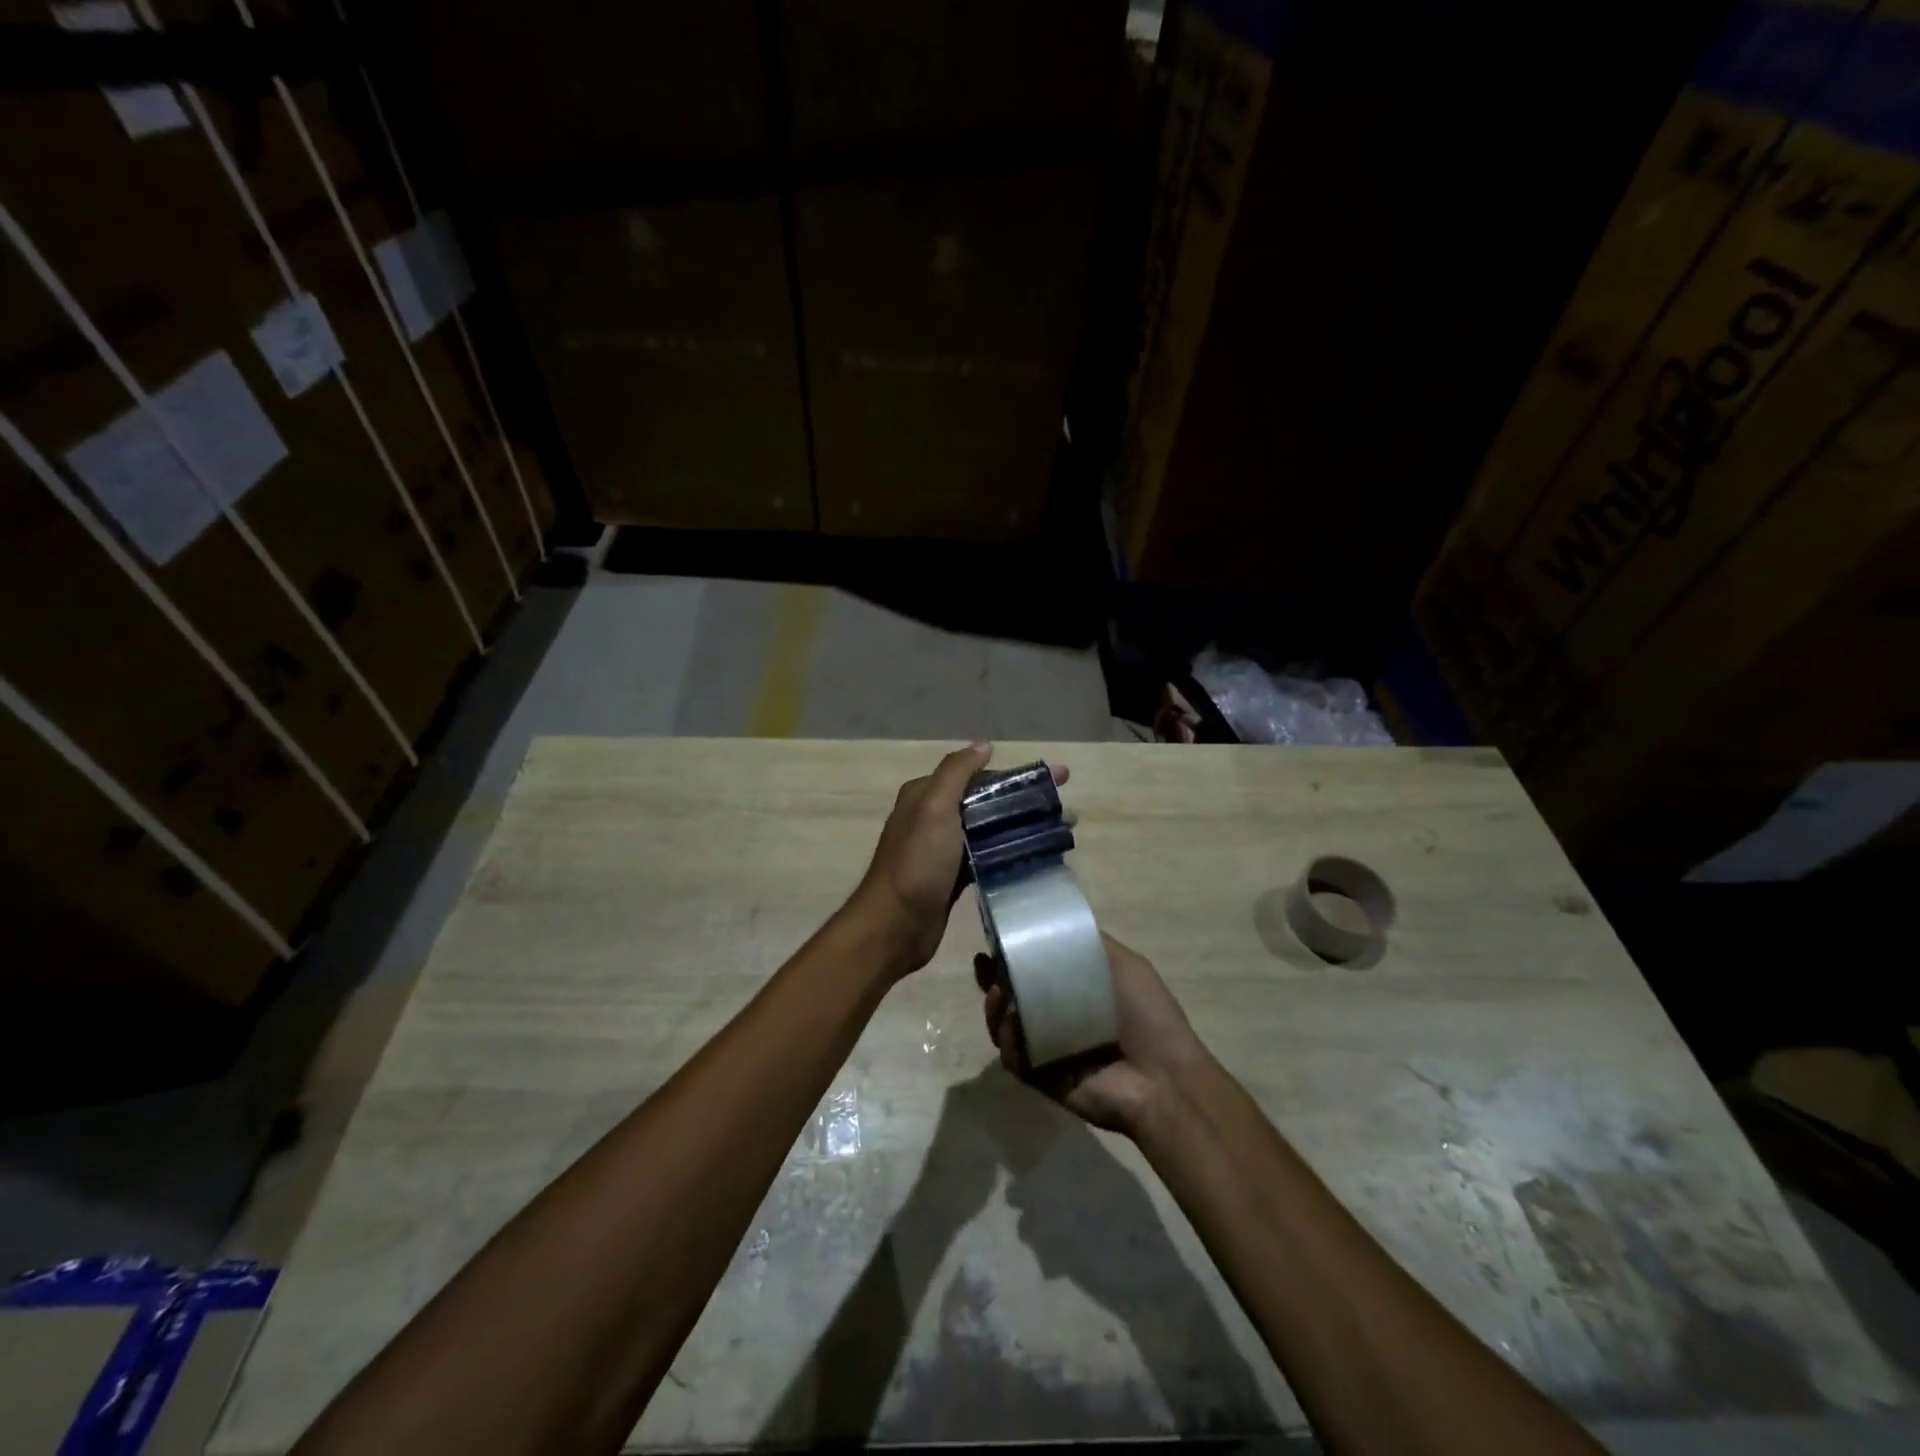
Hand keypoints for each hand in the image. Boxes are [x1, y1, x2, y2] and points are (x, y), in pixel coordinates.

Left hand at [854, 743, 1069, 976]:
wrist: (896, 925)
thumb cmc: (917, 862)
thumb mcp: (934, 807)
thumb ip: (956, 772)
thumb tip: (983, 745)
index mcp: (927, 795)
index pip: (978, 776)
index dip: (1017, 775)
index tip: (1057, 778)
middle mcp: (934, 817)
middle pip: (987, 802)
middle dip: (1025, 801)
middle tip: (1066, 808)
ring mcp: (944, 849)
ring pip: (990, 829)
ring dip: (1022, 827)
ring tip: (1061, 831)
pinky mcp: (954, 876)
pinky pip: (988, 856)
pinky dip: (1010, 852)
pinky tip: (1037, 856)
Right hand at [977, 932, 1205, 1137]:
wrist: (1163, 1079)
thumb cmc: (1147, 1016)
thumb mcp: (1125, 964)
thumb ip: (1090, 942)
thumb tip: (1055, 920)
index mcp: (1075, 990)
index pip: (1034, 969)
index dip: (1012, 955)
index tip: (994, 940)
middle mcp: (1056, 1017)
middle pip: (1012, 996)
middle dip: (993, 980)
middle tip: (986, 967)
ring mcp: (1045, 1048)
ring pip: (1005, 1025)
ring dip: (995, 1008)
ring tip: (998, 995)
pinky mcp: (1039, 1077)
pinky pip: (1012, 1057)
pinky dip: (1007, 1042)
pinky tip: (1011, 1028)